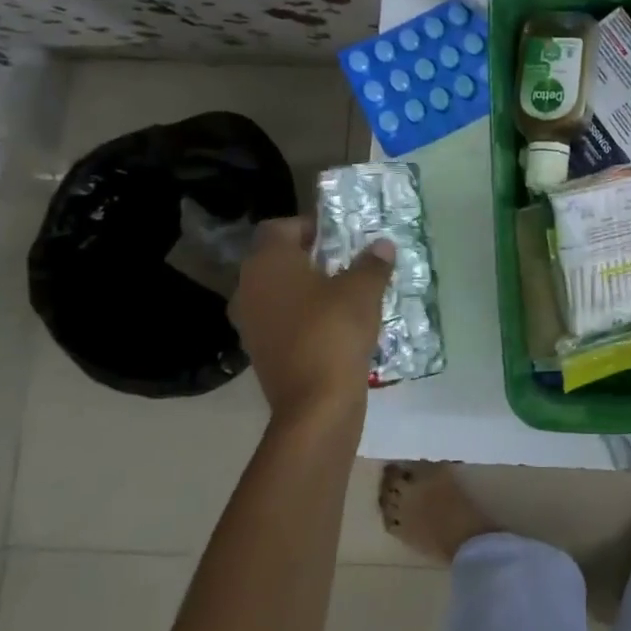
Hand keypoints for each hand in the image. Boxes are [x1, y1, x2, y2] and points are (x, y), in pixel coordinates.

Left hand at [230, 218, 394, 431]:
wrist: (315, 403)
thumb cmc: (335, 331)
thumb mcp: (363, 290)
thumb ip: (372, 263)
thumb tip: (382, 246)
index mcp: (267, 263)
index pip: (280, 227)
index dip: (310, 226)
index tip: (341, 237)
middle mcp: (248, 287)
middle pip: (277, 259)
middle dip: (311, 258)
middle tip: (347, 263)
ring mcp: (249, 322)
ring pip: (278, 291)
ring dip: (306, 288)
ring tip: (343, 293)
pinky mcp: (259, 350)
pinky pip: (280, 319)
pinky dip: (302, 316)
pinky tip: (333, 324)